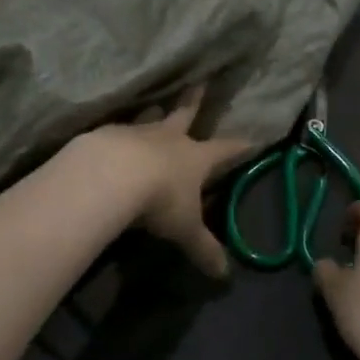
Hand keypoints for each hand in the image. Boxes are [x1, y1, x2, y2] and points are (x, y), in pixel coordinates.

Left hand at [87, 86, 249, 277]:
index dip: (240, 146)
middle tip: (199, 83)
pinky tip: (113, 138)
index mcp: (195, 158)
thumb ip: (203, 249)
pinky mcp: (107, 136)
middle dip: (194, 102)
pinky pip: (117, 132)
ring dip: (154, 114)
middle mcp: (169, 139)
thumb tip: (224, 276)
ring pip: (150, 119)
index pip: (225, 149)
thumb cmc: (159, 199)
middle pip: (185, 115)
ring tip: (154, 108)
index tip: (253, 137)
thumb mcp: (185, 229)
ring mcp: (137, 133)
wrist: (111, 176)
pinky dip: (119, 134)